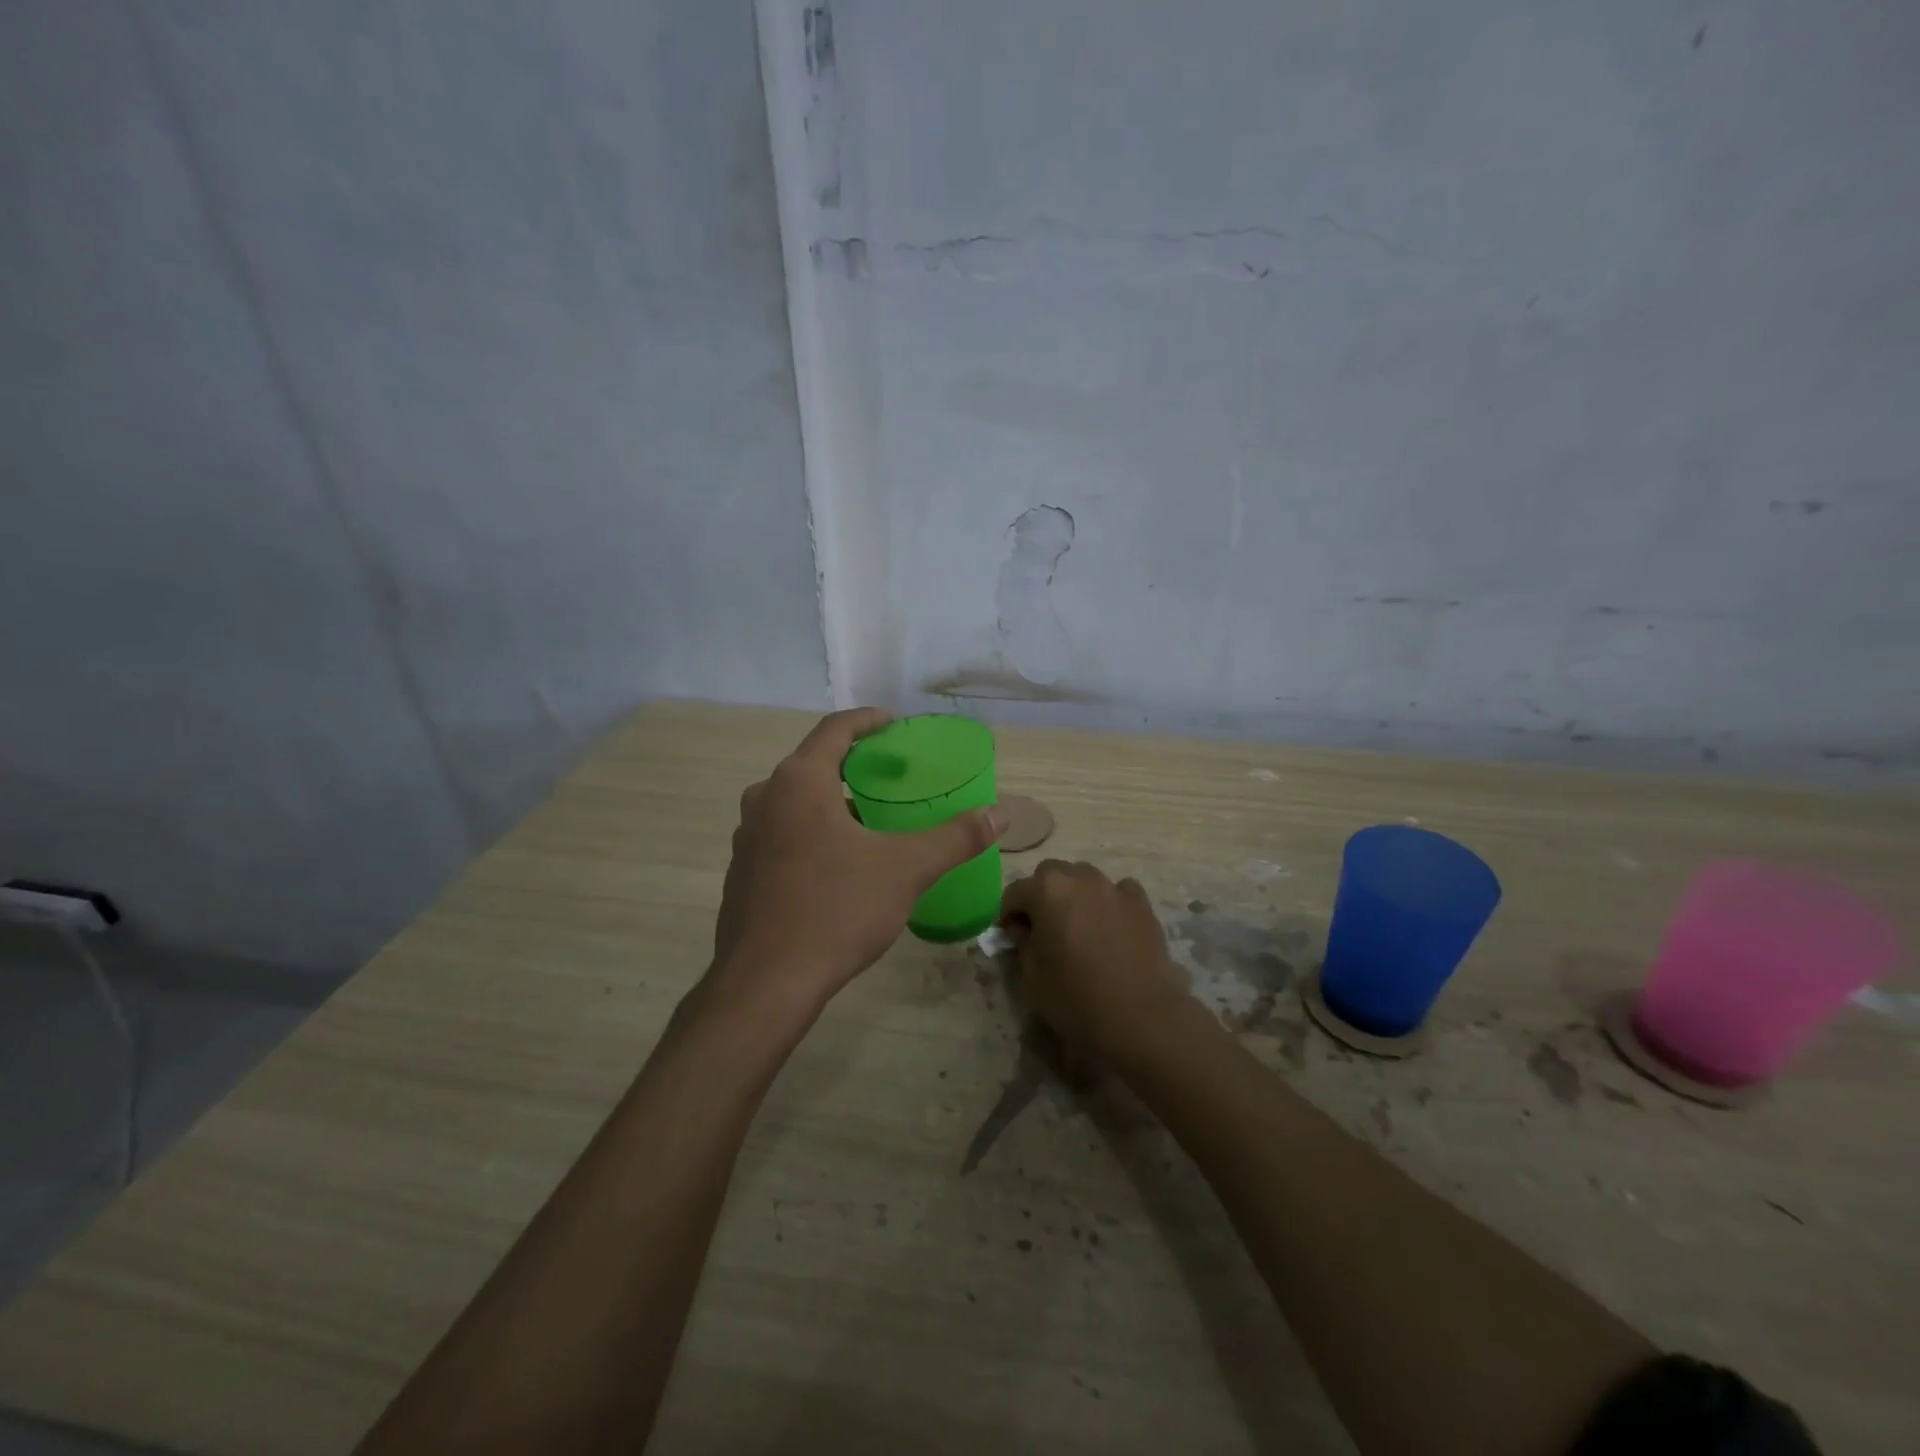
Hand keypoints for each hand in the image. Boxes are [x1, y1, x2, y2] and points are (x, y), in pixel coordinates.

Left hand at [708, 709, 1005, 1014]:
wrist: (765, 984)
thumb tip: (1001, 815)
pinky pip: (782, 833)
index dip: (868, 721)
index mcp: (799, 782)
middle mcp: (765, 798)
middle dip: (854, 764)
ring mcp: (748, 836)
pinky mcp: (742, 871)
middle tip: (892, 776)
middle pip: (814, 763)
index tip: (894, 726)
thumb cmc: (836, 910)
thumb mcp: (906, 870)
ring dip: (832, 801)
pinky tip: (839, 863)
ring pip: (796, 801)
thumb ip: (956, 837)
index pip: (835, 729)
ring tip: (872, 819)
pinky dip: (812, 830)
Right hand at [999, 860, 1194, 1061]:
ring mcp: (1114, 888)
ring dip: (1075, 893)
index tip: (1009, 935)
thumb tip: (1023, 929)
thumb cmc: (1076, 997)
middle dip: (1041, 894)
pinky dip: (1110, 901)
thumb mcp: (1032, 975)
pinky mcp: (1142, 904)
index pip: (1015, 891)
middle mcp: (1080, 879)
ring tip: (1078, 924)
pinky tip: (1111, 925)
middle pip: (1051, 874)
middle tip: (1042, 926)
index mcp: (1047, 891)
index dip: (1008, 914)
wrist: (1139, 1016)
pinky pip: (1119, 891)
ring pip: (1086, 877)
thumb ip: (1023, 943)